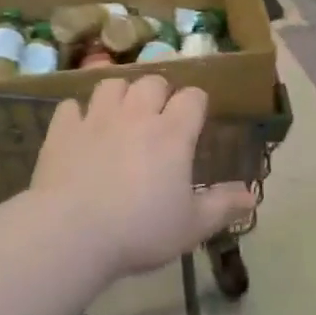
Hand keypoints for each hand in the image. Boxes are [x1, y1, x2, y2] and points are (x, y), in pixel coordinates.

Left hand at [27, 76, 256, 279]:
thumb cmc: (139, 231)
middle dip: (159, 92)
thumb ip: (222, 206)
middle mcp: (137, 115)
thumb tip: (252, 195)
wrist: (71, 233)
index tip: (195, 119)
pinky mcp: (63, 130)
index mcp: (172, 134)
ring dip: (120, 94)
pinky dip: (78, 114)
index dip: (197, 103)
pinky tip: (80, 130)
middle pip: (153, 81)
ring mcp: (97, 118)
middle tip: (158, 116)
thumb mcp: (191, 226)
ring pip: (112, 83)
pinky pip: (71, 106)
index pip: (193, 97)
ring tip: (120, 114)